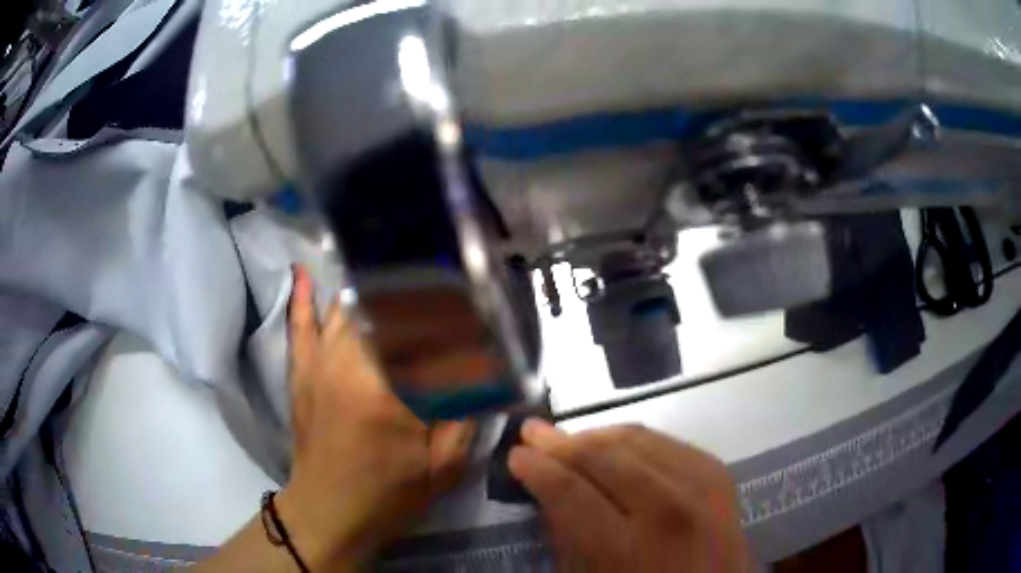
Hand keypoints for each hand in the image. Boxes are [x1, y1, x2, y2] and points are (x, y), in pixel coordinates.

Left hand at [276, 266, 474, 568]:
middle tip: (441, 286)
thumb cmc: (388, 495)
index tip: (473, 302)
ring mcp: (318, 364)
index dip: (450, 312)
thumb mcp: (443, 466)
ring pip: (346, 309)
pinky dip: (303, 298)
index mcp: (387, 392)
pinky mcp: (301, 371)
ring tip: (396, 273)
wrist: (328, 512)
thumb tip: (485, 368)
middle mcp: (348, 366)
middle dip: (415, 295)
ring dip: (373, 291)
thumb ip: (466, 413)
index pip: (424, 332)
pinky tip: (305, 272)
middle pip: (384, 309)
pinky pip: (300, 325)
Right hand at [508, 421, 749, 572]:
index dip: (538, 469)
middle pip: (605, 457)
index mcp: (629, 550)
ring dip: (595, 436)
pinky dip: (634, 440)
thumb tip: (548, 493)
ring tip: (567, 438)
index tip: (516, 455)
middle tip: (532, 432)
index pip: (571, 492)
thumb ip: (568, 539)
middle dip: (561, 443)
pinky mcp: (719, 475)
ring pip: (637, 440)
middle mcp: (670, 510)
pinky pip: (668, 442)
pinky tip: (614, 444)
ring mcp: (702, 487)